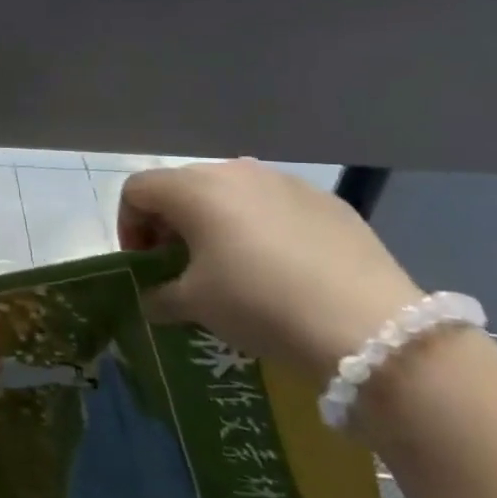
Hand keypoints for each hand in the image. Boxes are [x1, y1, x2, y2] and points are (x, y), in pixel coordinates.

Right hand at [117, 159, 424, 381]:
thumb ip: (159, 296)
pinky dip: (261, 228)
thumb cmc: (258, 303)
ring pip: (231, 194)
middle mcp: (235, 171)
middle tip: (180, 267)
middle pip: (183, 187)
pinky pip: (275, 206)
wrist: (368, 326)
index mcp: (193, 189)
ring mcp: (286, 182)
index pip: (138, 191)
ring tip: (230, 267)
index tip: (145, 265)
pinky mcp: (327, 201)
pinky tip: (280, 269)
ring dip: (216, 224)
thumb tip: (153, 298)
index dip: (129, 227)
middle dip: (171, 224)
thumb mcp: (194, 305)